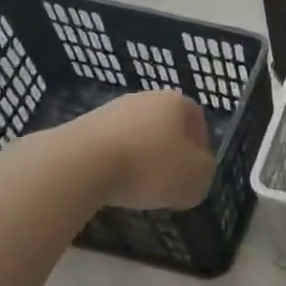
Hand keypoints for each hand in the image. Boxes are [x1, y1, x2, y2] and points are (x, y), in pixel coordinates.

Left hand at [77, 90, 217, 210]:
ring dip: (141, 159)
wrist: (81, 164)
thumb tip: (195, 173)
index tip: (195, 172)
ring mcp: (110, 110)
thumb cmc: (150, 167)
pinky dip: (115, 164)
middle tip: (169, 182)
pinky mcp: (82, 127)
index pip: (197, 120)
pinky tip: (112, 184)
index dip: (200, 148)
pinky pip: (110, 147)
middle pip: (165, 127)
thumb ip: (204, 174)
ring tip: (138, 188)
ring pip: (137, 136)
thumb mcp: (196, 180)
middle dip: (169, 154)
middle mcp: (144, 98)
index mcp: (176, 103)